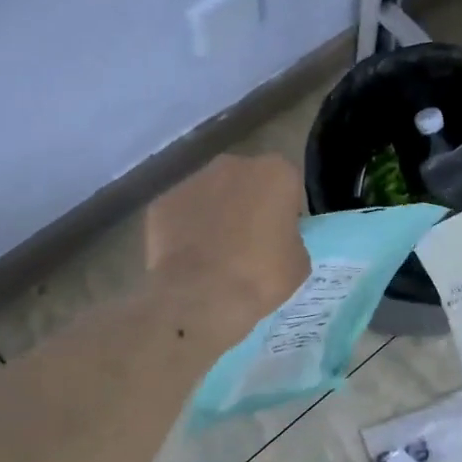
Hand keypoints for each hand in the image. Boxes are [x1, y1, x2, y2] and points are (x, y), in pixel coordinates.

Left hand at [145, 155, 309, 331]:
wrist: (201, 296)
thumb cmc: (261, 276)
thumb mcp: (299, 262)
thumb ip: (291, 238)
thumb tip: (277, 240)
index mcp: (276, 172)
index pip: (289, 185)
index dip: (286, 211)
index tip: (281, 236)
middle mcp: (234, 165)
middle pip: (248, 182)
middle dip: (249, 204)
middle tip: (250, 242)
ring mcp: (193, 180)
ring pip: (212, 194)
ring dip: (217, 214)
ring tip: (216, 253)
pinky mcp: (162, 201)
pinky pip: (182, 213)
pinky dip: (186, 229)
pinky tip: (189, 258)